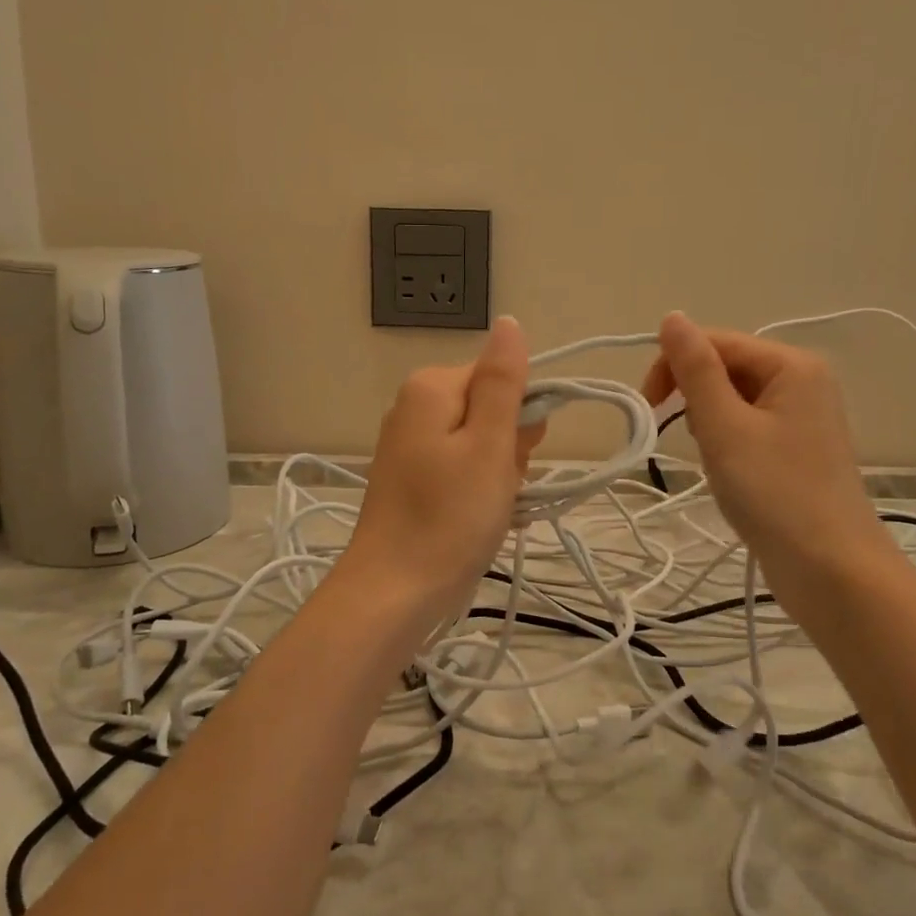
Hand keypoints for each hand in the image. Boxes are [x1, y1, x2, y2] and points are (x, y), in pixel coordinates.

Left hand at [338, 316, 544, 636]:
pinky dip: (477, 490)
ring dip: (498, 473)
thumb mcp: (488, 445)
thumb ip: (502, 381)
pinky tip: (474, 518)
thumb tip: (509, 323)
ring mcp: (409, 443)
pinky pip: (461, 467)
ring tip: (486, 509)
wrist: (393, 592)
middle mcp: (414, 405)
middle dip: (509, 448)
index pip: (502, 377)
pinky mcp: (410, 476)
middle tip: (498, 488)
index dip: (522, 417)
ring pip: (481, 442)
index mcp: (431, 387)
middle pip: (490, 409)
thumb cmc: (449, 517)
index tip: (519, 456)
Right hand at [642, 312, 897, 590]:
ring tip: (714, 458)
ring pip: (734, 398)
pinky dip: (727, 440)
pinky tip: (728, 468)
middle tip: (687, 438)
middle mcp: (802, 380)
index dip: (673, 365)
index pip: (715, 341)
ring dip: (709, 420)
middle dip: (694, 395)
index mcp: (791, 365)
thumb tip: (673, 317)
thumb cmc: (775, 493)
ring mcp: (803, 415)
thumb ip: (696, 369)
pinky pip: (749, 424)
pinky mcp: (798, 447)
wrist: (832, 571)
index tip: (648, 407)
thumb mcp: (725, 426)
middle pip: (726, 366)